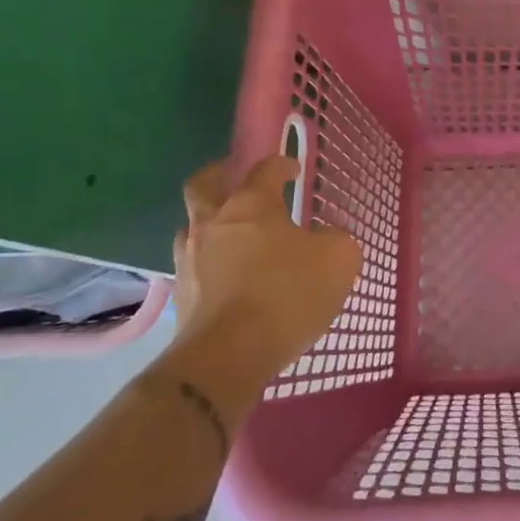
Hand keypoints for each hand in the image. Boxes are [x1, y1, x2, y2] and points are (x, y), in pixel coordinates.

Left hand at [166, 155, 362, 395]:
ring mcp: (190, 258)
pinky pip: (194, 265)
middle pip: (203, 184)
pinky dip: (210, 262)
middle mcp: (213, 222)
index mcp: (251, 204)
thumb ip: (336, 239)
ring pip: (192, 226)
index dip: (281, 164)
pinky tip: (229, 276)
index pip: (264, 169)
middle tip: (235, 179)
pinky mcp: (180, 295)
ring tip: (234, 235)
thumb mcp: (338, 260)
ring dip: (210, 223)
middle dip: (219, 175)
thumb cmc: (287, 295)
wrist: (227, 356)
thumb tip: (326, 237)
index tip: (293, 170)